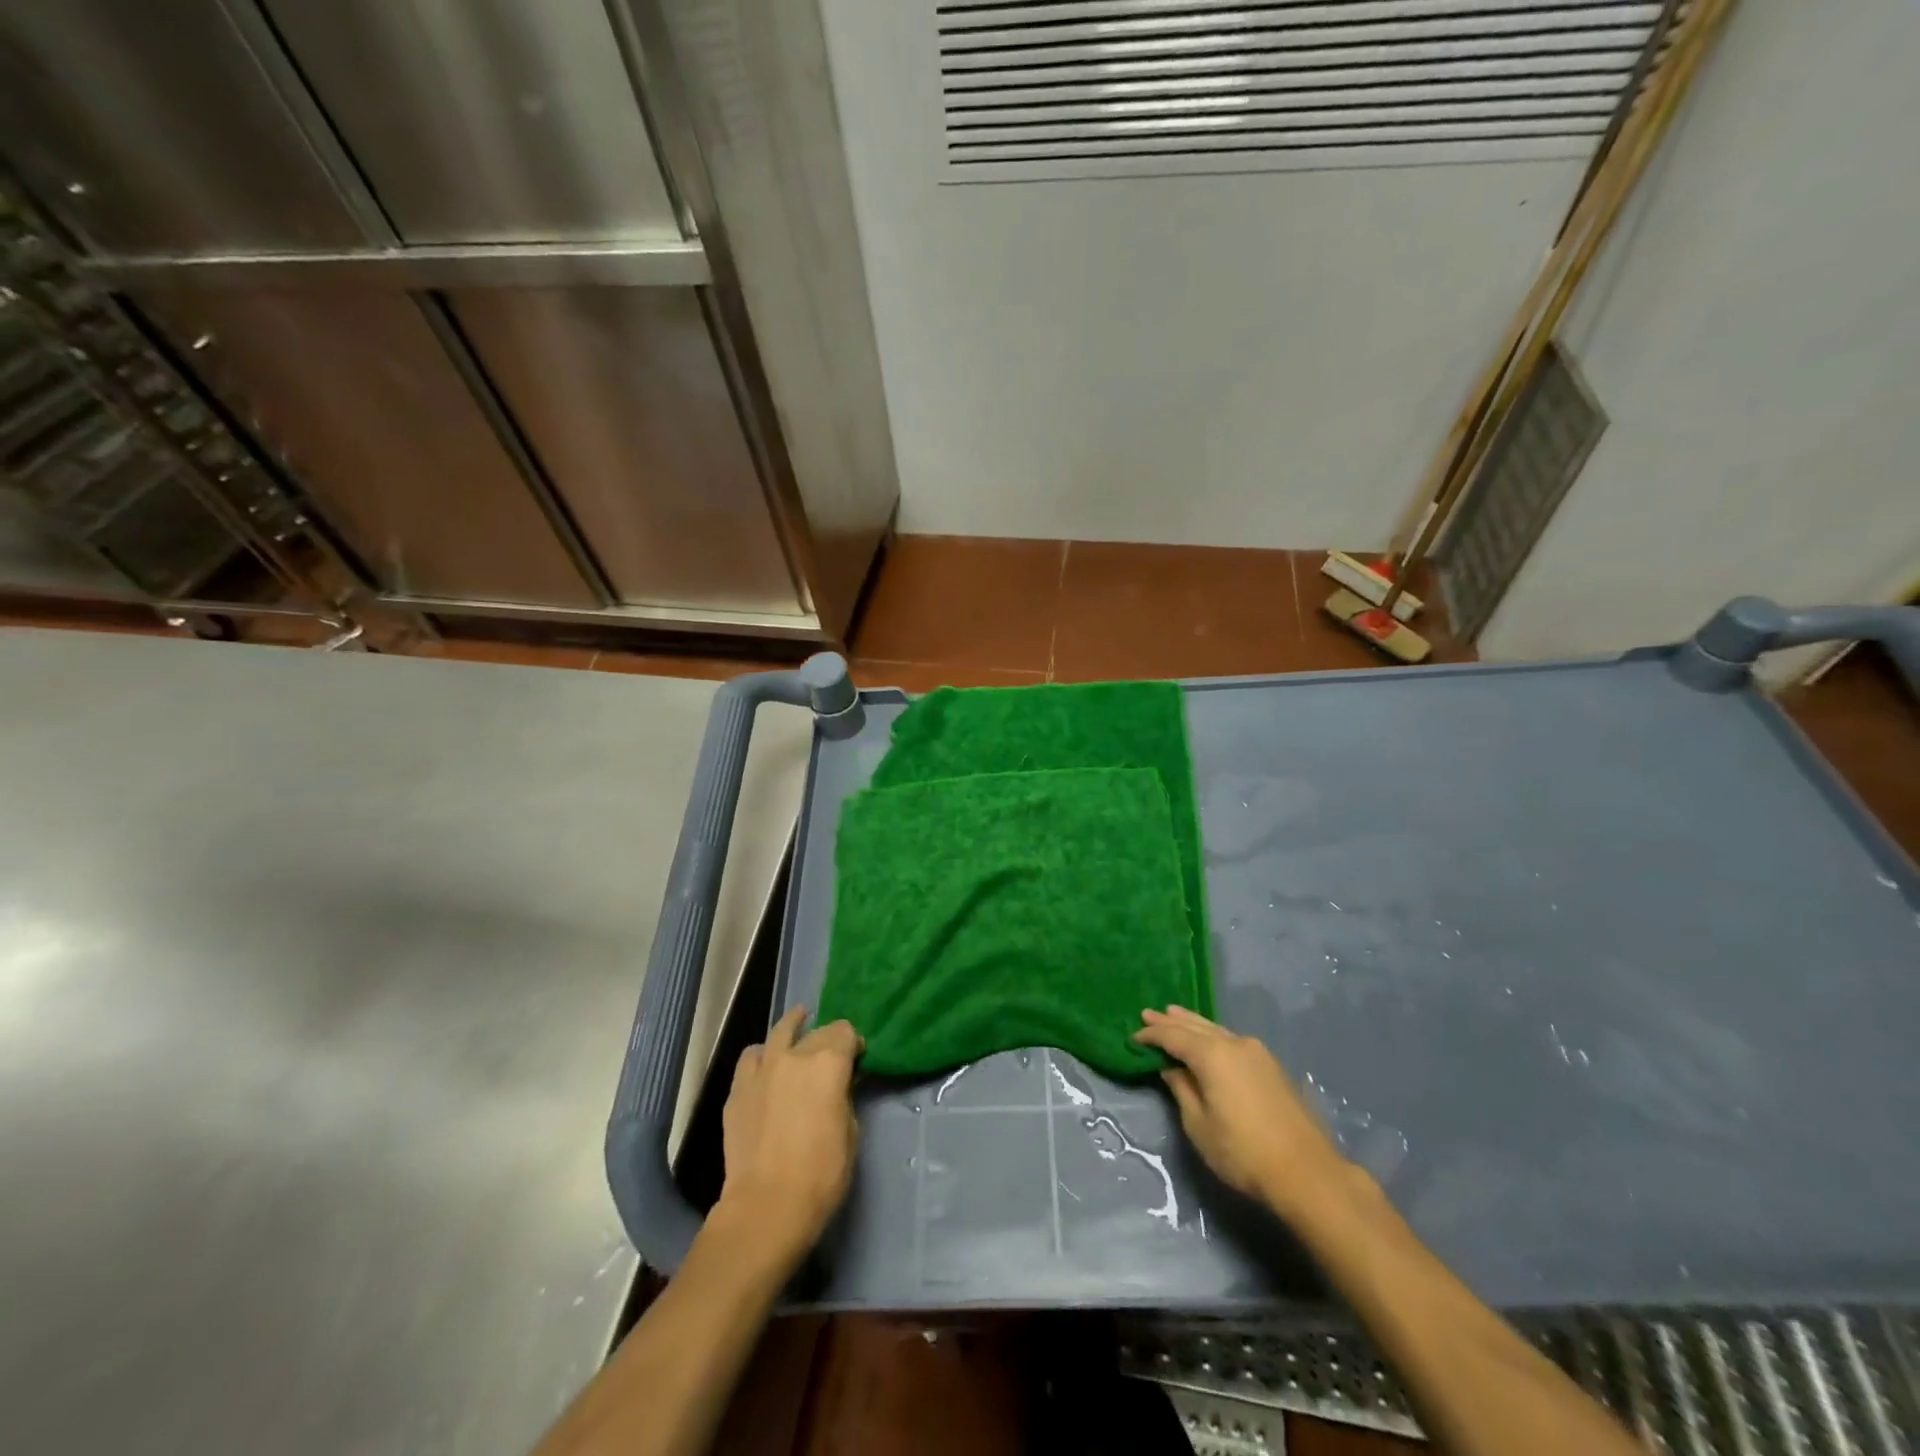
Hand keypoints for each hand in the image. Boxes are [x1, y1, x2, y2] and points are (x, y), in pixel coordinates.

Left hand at [715, 1007, 861, 1270]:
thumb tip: (838, 1086)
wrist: (766, 1206)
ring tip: (797, 1029)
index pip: (846, 1032)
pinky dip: (762, 1056)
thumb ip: (844, 1097)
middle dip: (828, 1039)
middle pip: (817, 1031)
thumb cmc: (821, 1174)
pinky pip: (752, 1058)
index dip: (854, 1044)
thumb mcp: (851, 1132)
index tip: (857, 1060)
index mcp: (829, 1062)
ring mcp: (763, 1069)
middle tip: (832, 1057)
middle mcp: (795, 1055)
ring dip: (792, 1029)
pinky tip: (766, 1067)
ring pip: (779, 1031)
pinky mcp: (738, 1089)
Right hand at [1134, 1005, 1347, 1209]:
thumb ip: (1182, 1089)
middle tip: (1148, 1014)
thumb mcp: (1199, 1125)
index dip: (1152, 1035)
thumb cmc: (1243, 1152)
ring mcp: (1257, 1052)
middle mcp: (1234, 1043)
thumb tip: (1171, 1067)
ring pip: (1216, 1029)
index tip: (1133, 1036)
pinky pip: (1232, 1040)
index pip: (1173, 1036)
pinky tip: (1209, 1038)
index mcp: (1212, 1054)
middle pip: (1195, 1026)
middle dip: (1170, 1021)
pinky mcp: (1272, 1066)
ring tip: (1174, 1015)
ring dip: (1193, 1024)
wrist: (1308, 1173)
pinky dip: (1213, 1035)